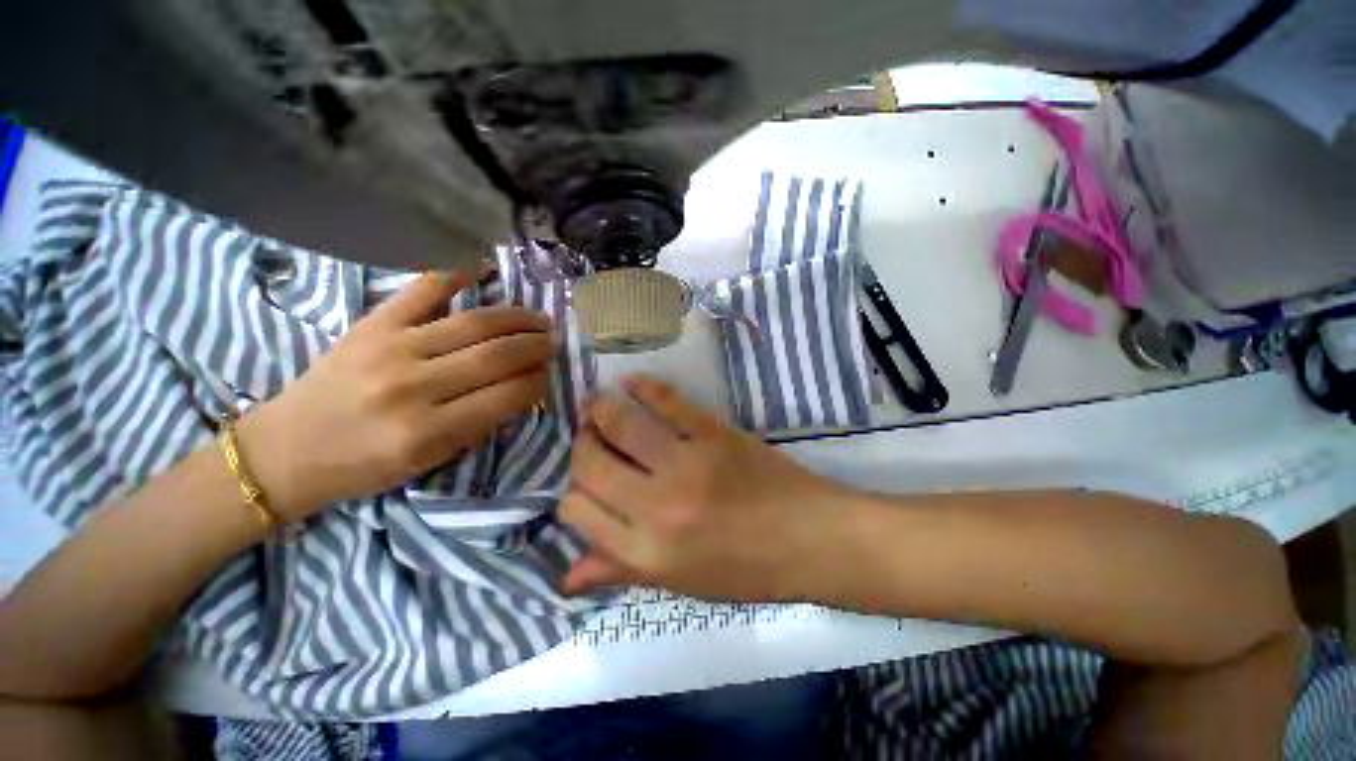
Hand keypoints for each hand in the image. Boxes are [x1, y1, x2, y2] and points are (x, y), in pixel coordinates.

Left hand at [238, 269, 553, 519]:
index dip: (538, 382)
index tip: (549, 374)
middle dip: (536, 346)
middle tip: (554, 341)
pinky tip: (484, 271)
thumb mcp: (430, 462)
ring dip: (517, 317)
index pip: (507, 396)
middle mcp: (412, 387)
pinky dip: (457, 275)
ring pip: (473, 323)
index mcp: (428, 433)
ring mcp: (390, 348)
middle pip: (496, 355)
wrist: (287, 448)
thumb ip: (480, 424)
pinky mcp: (371, 324)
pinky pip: (423, 290)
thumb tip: (523, 387)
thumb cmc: (364, 465)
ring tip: (538, 318)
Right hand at [560, 376, 852, 601]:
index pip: (578, 511)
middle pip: (590, 464)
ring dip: (600, 410)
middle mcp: (656, 507)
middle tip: (589, 438)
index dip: (573, 494)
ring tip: (597, 405)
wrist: (809, 537)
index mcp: (645, 552)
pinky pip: (668, 402)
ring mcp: (685, 463)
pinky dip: (644, 387)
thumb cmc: (746, 569)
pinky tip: (631, 383)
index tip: (586, 484)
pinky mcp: (712, 433)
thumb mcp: (680, 583)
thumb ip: (621, 571)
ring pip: (621, 425)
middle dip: (581, 447)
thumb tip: (568, 575)